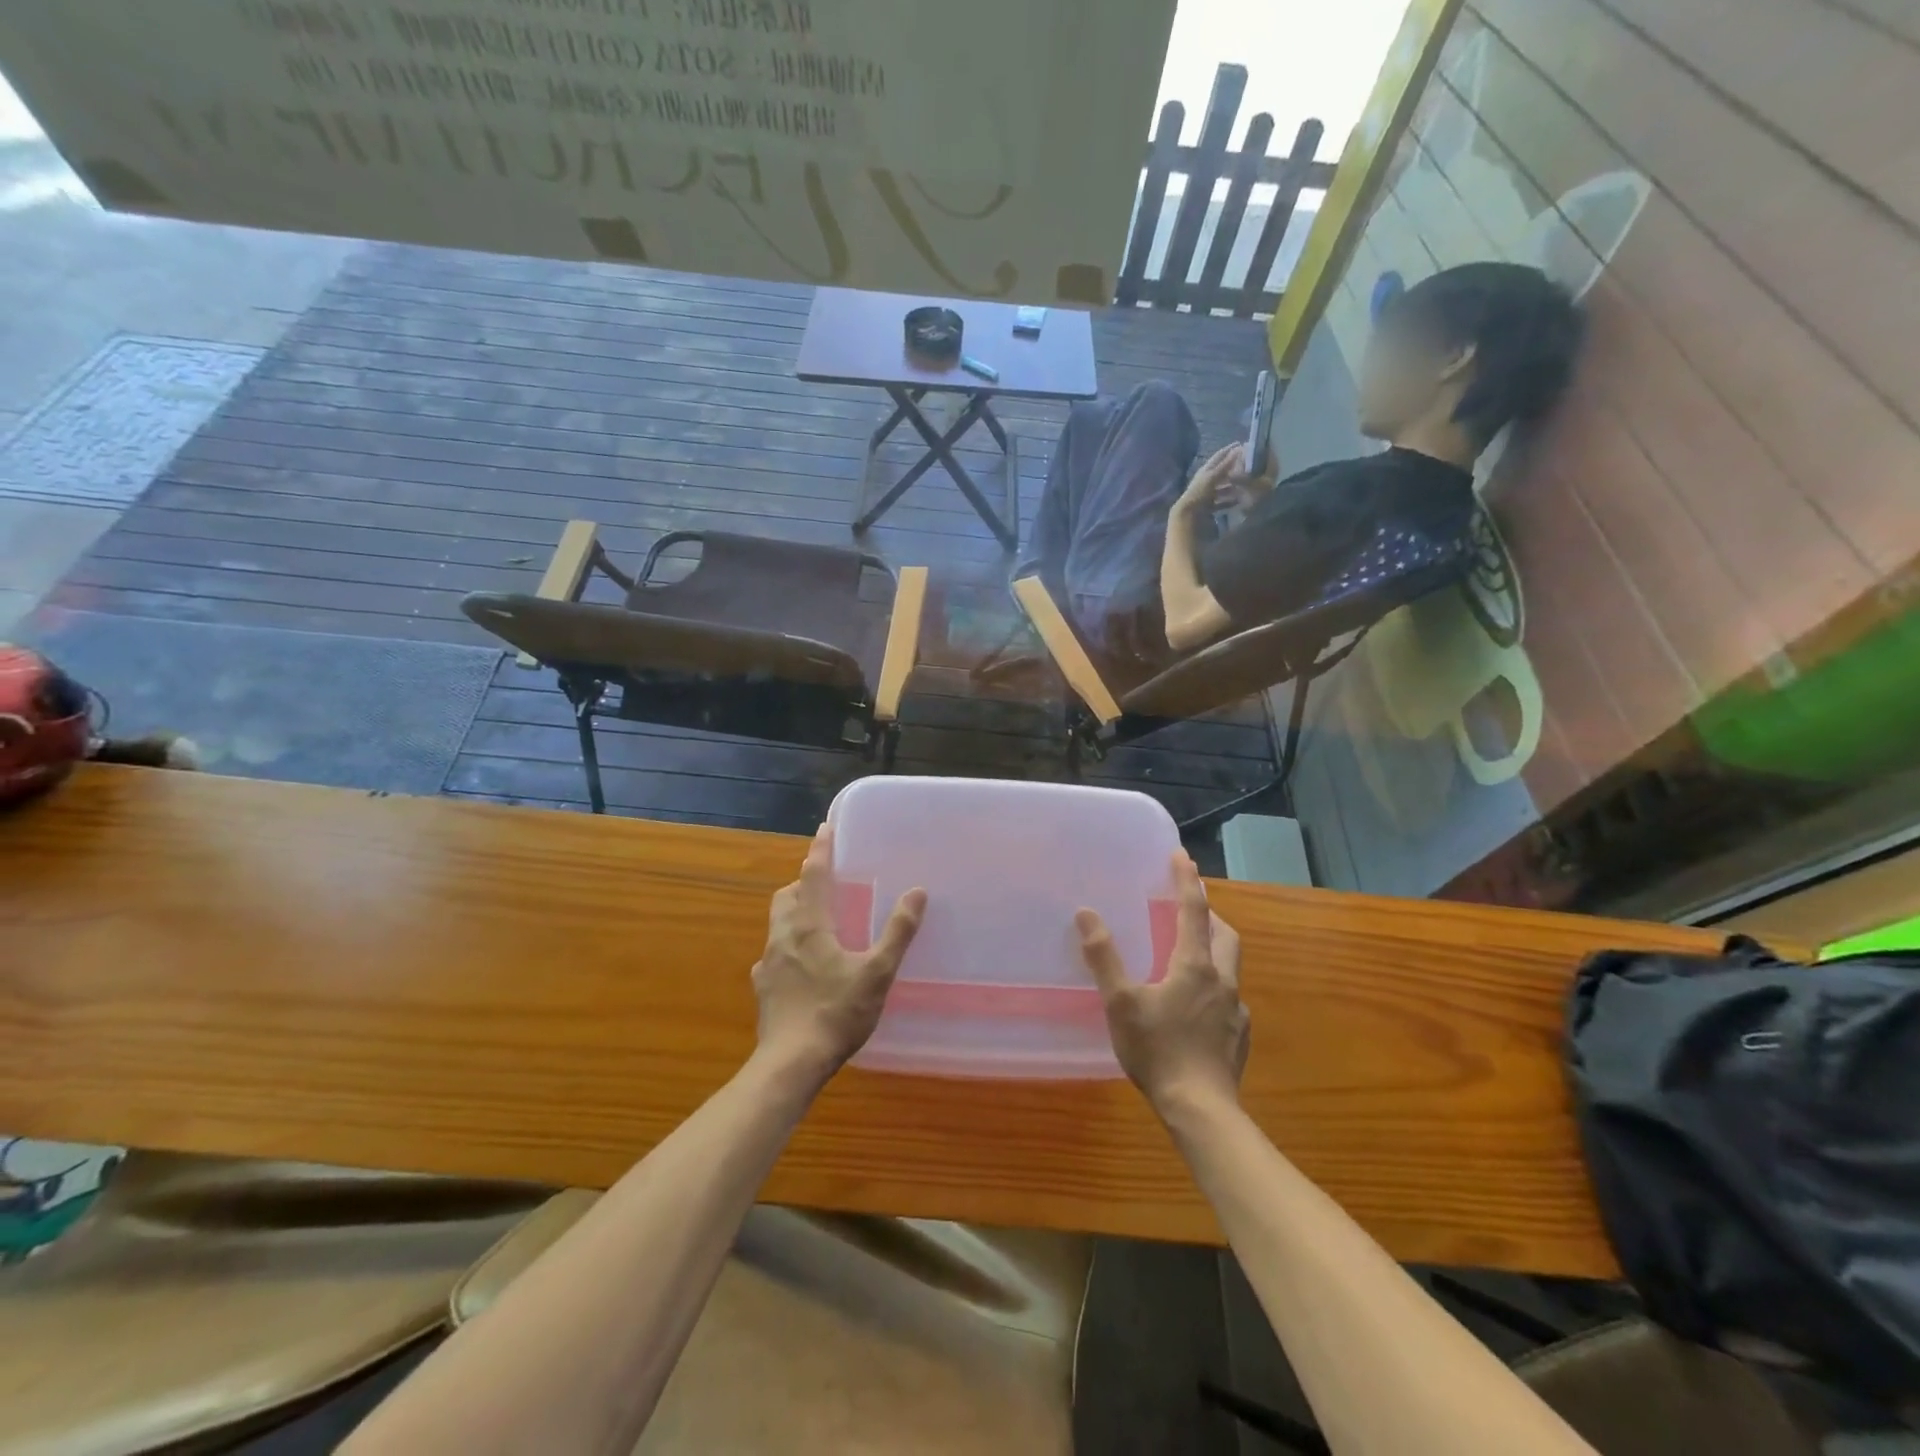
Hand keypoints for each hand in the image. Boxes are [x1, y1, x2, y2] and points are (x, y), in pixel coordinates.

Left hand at [753, 826, 925, 1084]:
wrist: (790, 1064)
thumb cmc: (836, 1013)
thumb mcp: (877, 973)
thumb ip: (897, 932)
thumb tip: (917, 892)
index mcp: (809, 926)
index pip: (813, 875)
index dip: (821, 850)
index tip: (825, 828)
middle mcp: (783, 937)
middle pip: (787, 896)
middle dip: (803, 882)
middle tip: (825, 881)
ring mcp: (768, 964)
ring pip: (778, 923)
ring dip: (794, 912)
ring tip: (818, 920)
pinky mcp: (764, 988)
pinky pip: (774, 954)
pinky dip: (788, 946)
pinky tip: (802, 965)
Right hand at [1076, 853, 1248, 1114]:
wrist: (1201, 1109)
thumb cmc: (1158, 1050)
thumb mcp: (1121, 1003)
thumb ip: (1104, 957)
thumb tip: (1086, 913)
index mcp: (1195, 965)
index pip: (1194, 909)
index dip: (1187, 880)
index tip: (1182, 855)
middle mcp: (1222, 980)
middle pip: (1223, 933)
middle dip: (1208, 913)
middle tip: (1186, 907)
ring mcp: (1236, 1009)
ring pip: (1229, 964)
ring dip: (1213, 947)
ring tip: (1188, 952)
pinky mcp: (1239, 1035)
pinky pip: (1229, 996)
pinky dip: (1215, 984)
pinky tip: (1197, 1004)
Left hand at [1177, 444, 1277, 515]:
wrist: (1187, 515)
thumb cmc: (1199, 493)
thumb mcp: (1212, 477)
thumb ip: (1224, 465)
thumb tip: (1238, 449)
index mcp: (1205, 471)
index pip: (1218, 456)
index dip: (1228, 450)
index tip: (1240, 443)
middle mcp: (1205, 480)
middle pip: (1221, 473)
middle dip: (1233, 469)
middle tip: (1248, 466)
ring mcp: (1207, 494)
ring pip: (1222, 488)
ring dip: (1233, 486)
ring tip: (1247, 484)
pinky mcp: (1208, 507)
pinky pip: (1221, 502)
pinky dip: (1230, 501)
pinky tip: (1239, 501)